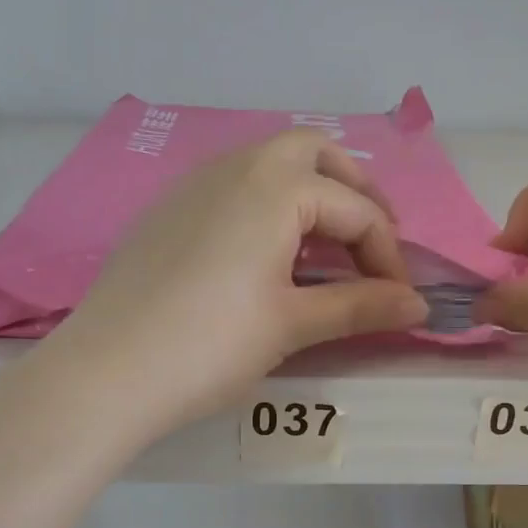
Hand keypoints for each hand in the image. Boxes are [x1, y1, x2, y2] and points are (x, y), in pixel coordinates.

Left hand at [46, 131, 429, 432]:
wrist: (107, 373)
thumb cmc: (211, 345)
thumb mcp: (292, 325)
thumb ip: (360, 307)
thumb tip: (419, 306)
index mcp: (275, 186)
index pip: (356, 209)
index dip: (389, 255)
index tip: (400, 300)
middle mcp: (235, 167)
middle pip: (314, 154)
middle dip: (354, 192)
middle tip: (371, 243)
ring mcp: (193, 184)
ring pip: (268, 165)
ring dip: (309, 195)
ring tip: (325, 250)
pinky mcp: (166, 211)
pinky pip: (232, 187)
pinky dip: (267, 206)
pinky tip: (265, 255)